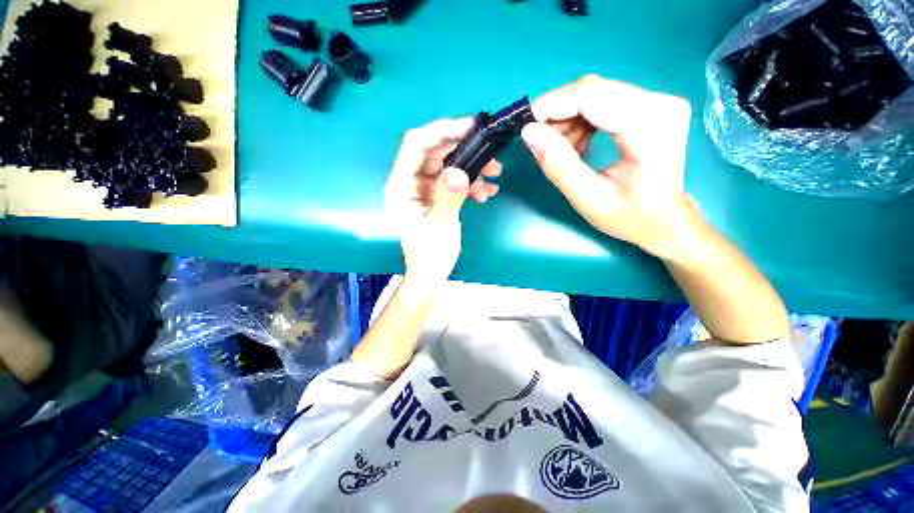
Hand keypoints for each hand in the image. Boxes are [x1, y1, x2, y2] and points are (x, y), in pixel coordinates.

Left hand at [385, 118, 501, 282]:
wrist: (430, 273)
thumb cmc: (430, 254)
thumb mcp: (441, 226)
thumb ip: (448, 197)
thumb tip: (459, 170)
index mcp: (402, 186)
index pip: (416, 145)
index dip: (441, 130)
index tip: (470, 126)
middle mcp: (410, 182)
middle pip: (436, 153)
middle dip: (465, 152)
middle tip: (492, 156)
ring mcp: (423, 189)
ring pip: (448, 166)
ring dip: (472, 169)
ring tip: (494, 178)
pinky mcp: (435, 196)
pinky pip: (452, 181)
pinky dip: (470, 183)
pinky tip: (486, 192)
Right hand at [521, 75, 699, 258]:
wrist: (664, 220)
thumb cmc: (629, 216)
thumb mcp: (588, 198)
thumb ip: (558, 165)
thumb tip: (529, 132)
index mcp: (649, 125)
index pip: (590, 95)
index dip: (551, 105)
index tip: (526, 127)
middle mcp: (659, 102)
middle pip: (592, 90)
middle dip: (558, 114)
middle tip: (542, 144)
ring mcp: (658, 101)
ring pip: (595, 93)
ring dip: (569, 119)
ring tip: (563, 150)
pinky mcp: (651, 105)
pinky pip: (604, 100)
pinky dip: (582, 120)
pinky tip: (579, 143)